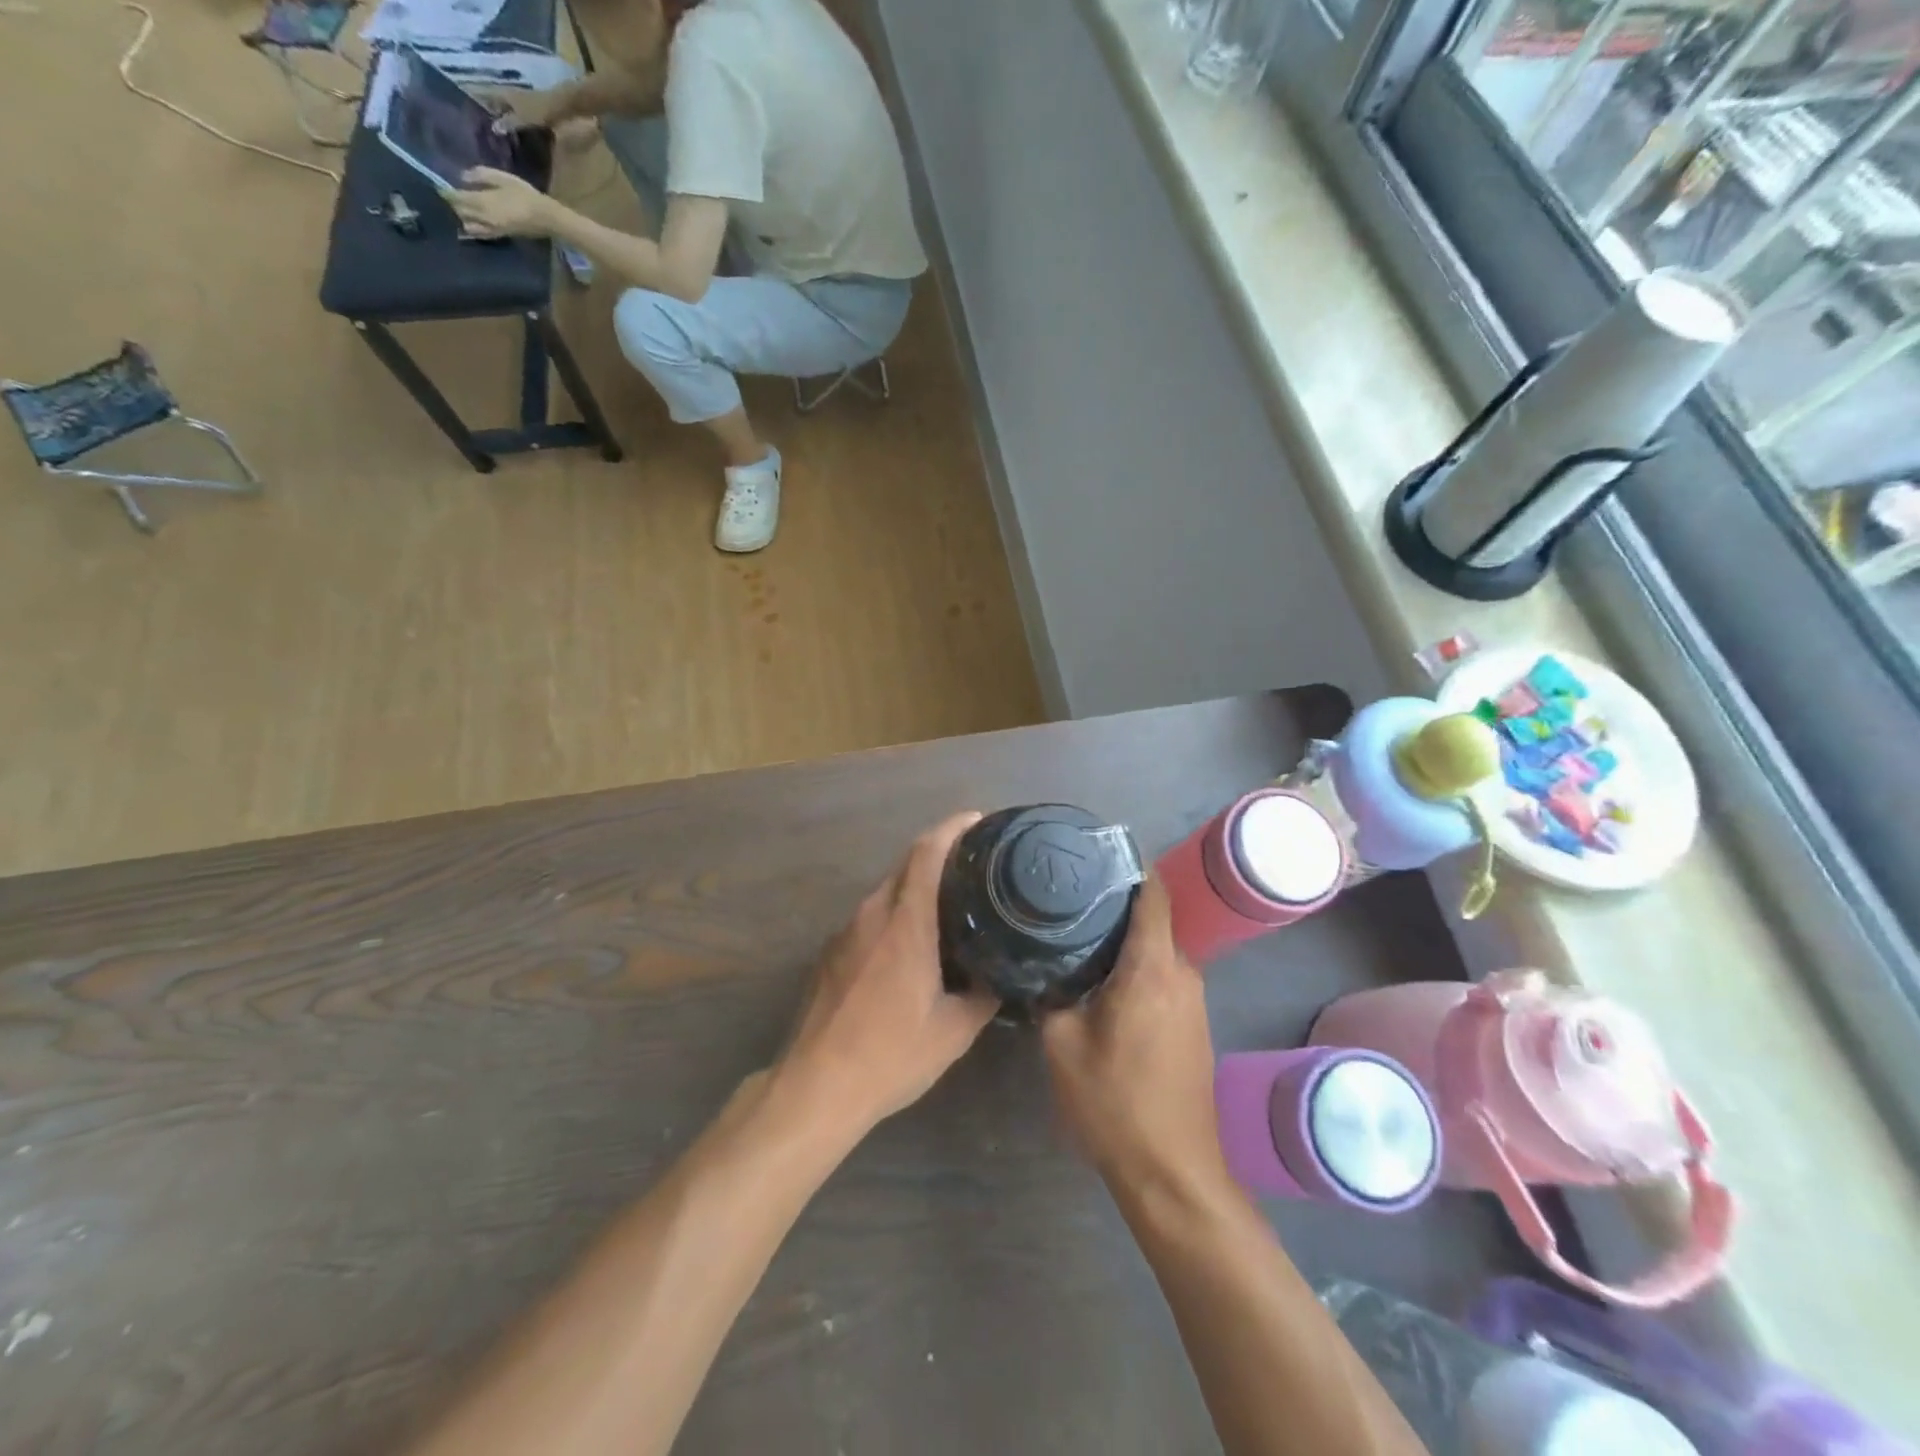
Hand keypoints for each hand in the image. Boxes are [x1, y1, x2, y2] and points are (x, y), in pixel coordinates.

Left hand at [446, 168, 555, 238]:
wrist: (545, 218)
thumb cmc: (525, 195)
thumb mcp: (502, 178)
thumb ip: (480, 176)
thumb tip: (463, 177)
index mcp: (482, 202)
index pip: (455, 197)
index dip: (445, 191)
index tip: (438, 184)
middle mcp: (483, 218)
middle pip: (459, 212)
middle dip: (452, 204)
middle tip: (448, 196)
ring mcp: (491, 229)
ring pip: (467, 224)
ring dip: (461, 217)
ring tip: (459, 209)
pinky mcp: (498, 235)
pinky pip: (479, 233)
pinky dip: (471, 228)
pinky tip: (470, 223)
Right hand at [475, 85, 564, 130]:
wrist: (561, 105)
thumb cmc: (539, 110)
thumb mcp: (522, 118)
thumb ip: (508, 123)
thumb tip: (493, 127)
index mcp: (502, 93)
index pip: (482, 93)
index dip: (474, 99)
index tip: (464, 109)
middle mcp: (507, 93)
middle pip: (493, 101)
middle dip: (486, 110)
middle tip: (478, 125)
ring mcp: (518, 100)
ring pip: (504, 107)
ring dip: (499, 116)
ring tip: (493, 131)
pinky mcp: (528, 108)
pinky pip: (516, 114)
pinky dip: (512, 121)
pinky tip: (511, 132)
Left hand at [773, 813, 997, 1138]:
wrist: (815, 1086)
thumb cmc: (890, 1055)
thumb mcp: (953, 1031)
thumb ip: (984, 994)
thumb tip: (1004, 973)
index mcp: (905, 923)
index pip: (927, 852)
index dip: (952, 828)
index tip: (977, 820)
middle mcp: (872, 914)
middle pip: (905, 864)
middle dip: (939, 854)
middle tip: (975, 865)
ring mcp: (845, 932)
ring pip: (886, 891)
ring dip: (915, 887)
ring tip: (948, 904)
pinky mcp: (829, 952)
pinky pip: (869, 917)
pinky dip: (894, 914)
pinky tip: (910, 944)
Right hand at [1040, 877, 1229, 1196]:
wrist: (1173, 1174)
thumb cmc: (1115, 1103)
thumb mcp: (1063, 1044)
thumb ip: (1051, 992)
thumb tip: (1040, 963)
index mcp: (1153, 967)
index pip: (1154, 894)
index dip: (1129, 865)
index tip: (1093, 851)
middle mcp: (1182, 974)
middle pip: (1152, 918)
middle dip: (1114, 902)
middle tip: (1066, 894)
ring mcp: (1192, 1001)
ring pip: (1155, 949)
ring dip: (1122, 938)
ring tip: (1074, 930)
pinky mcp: (1192, 1024)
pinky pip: (1161, 976)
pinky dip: (1133, 965)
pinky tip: (1098, 976)